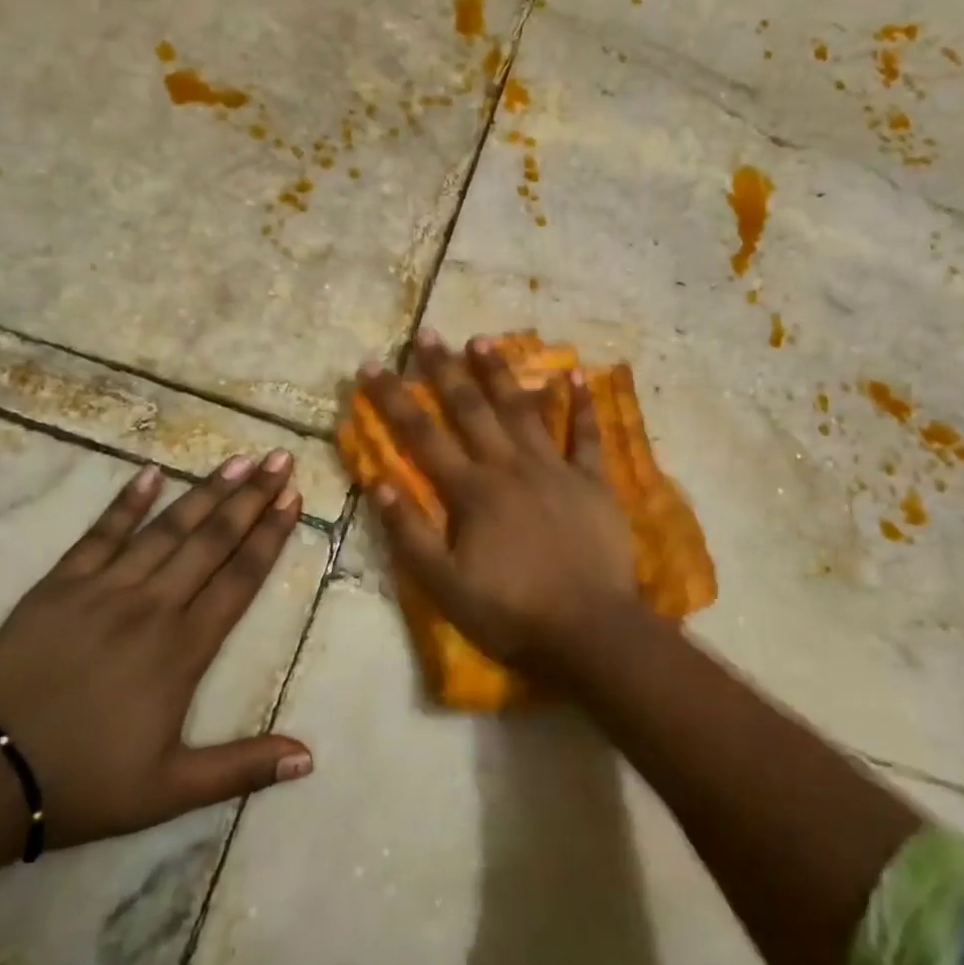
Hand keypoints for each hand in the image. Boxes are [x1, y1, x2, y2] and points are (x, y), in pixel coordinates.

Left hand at [0, 452, 311, 896]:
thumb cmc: (84, 783)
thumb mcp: (171, 790)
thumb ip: (243, 766)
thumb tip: (310, 758)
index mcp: (184, 648)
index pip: (240, 578)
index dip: (270, 535)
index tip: (293, 498)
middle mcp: (153, 606)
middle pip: (212, 541)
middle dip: (251, 497)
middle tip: (280, 460)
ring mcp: (104, 589)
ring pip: (167, 529)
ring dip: (206, 491)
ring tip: (238, 460)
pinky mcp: (60, 585)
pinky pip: (100, 534)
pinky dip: (126, 502)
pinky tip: (151, 472)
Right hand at [360, 332, 641, 669]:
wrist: (589, 631)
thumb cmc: (511, 613)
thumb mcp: (444, 586)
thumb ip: (409, 533)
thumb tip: (378, 481)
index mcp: (470, 492)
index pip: (421, 435)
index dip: (393, 399)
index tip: (371, 365)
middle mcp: (509, 467)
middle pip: (470, 410)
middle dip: (445, 370)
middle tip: (429, 333)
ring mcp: (554, 469)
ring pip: (523, 410)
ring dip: (501, 374)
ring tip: (483, 339)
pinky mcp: (591, 482)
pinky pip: (586, 436)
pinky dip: (582, 405)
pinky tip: (577, 374)